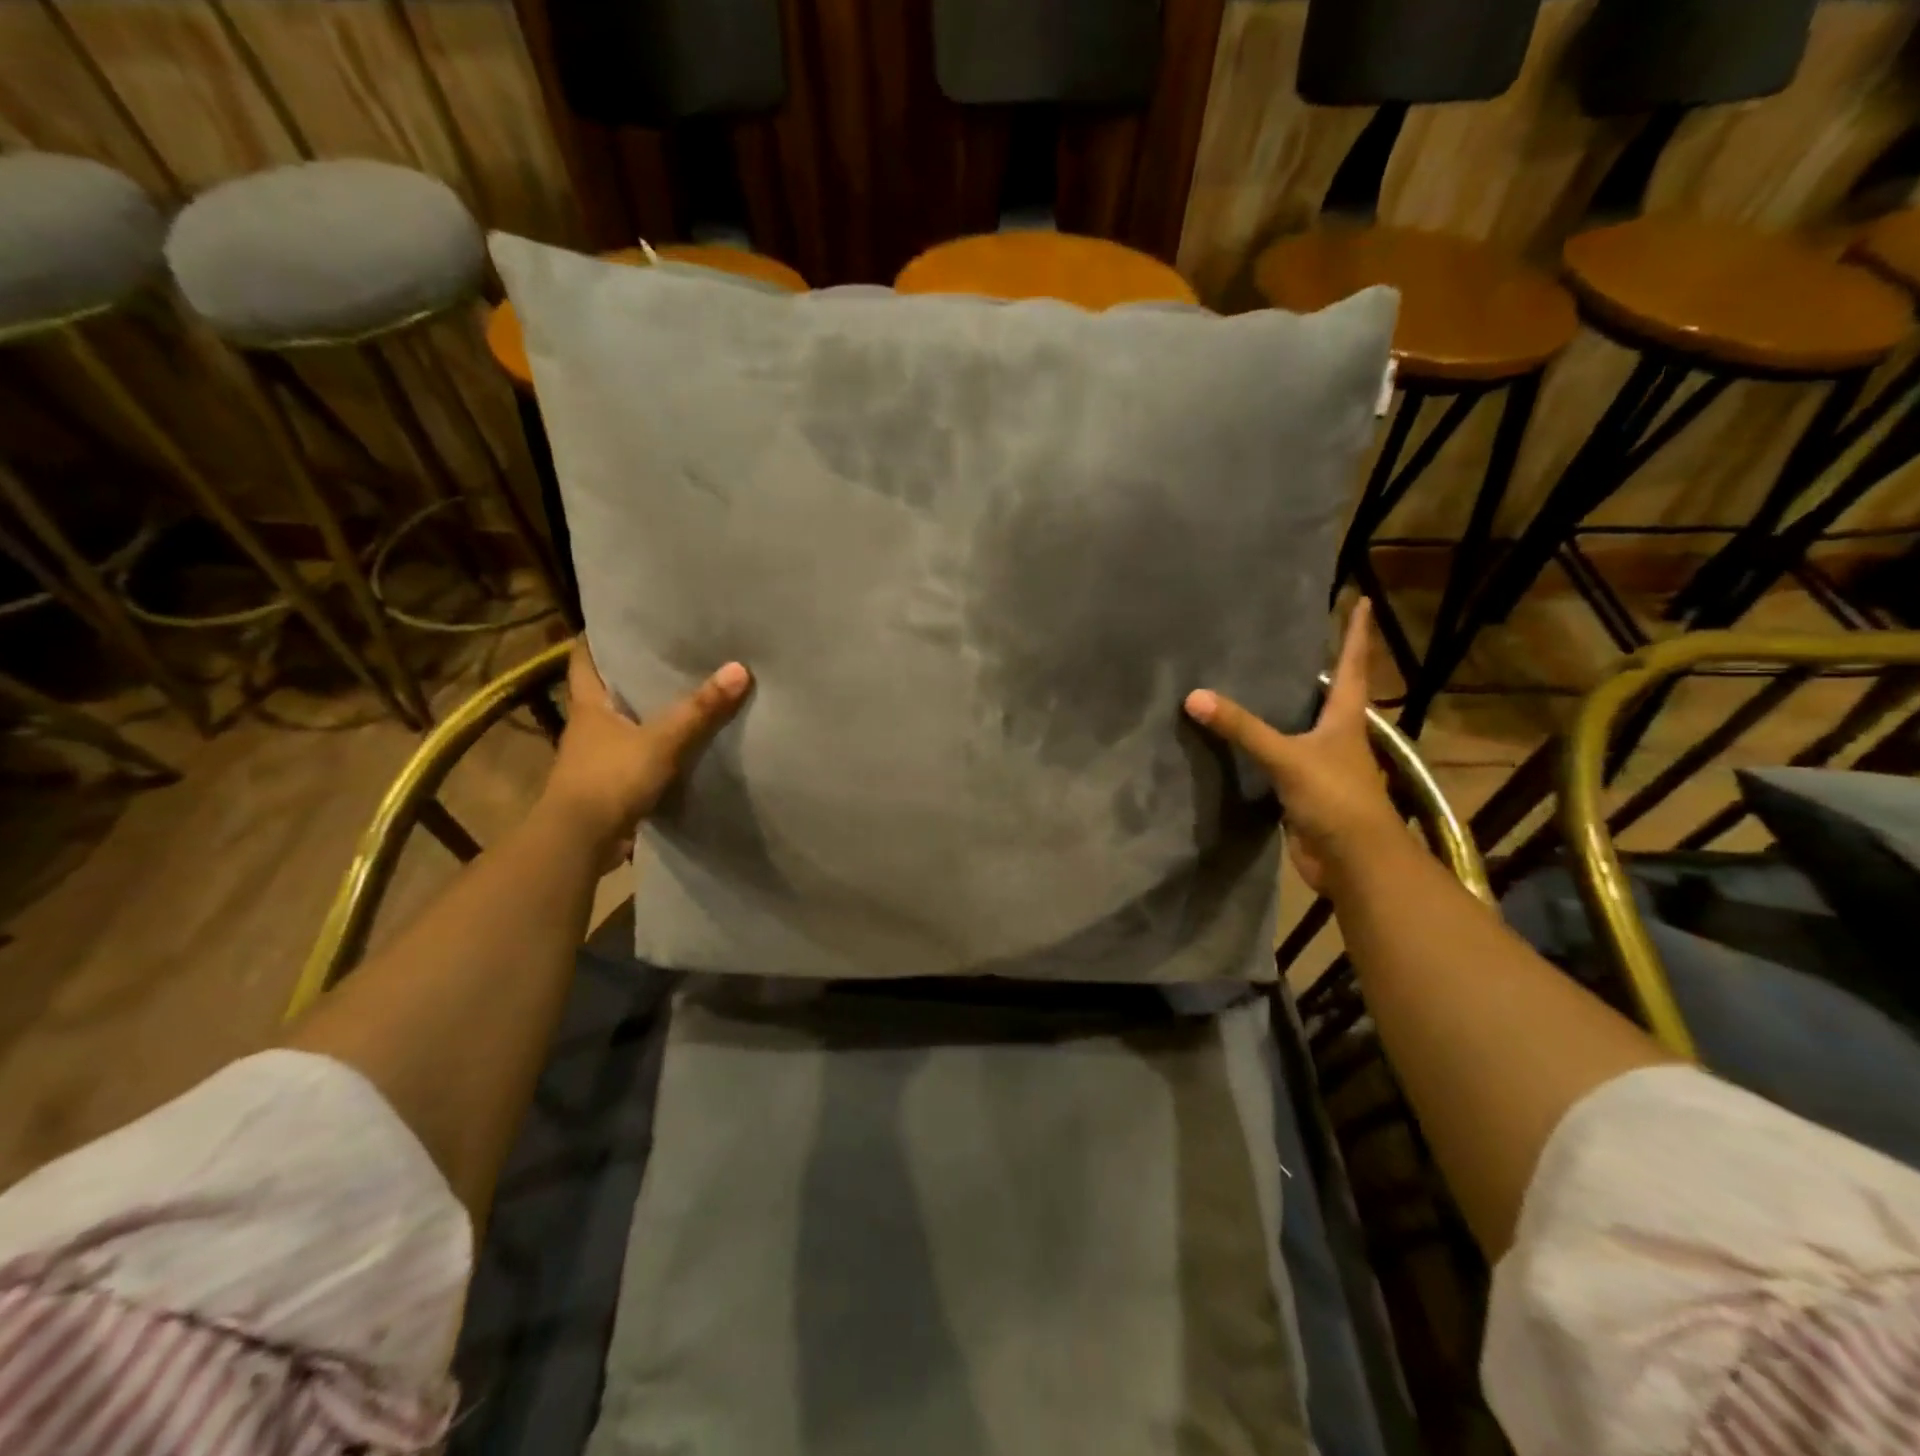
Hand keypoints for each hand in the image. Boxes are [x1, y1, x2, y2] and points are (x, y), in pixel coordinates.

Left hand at [542, 639, 750, 857]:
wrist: (580, 840)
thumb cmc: (610, 778)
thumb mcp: (662, 741)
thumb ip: (700, 709)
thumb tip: (740, 669)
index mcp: (589, 704)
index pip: (584, 658)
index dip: (598, 637)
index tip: (623, 620)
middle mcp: (589, 725)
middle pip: (607, 688)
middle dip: (633, 671)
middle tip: (669, 650)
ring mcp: (598, 756)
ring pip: (624, 722)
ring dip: (646, 710)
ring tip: (684, 690)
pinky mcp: (611, 783)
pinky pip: (636, 753)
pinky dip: (655, 745)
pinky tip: (682, 741)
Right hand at [1184, 600, 1401, 893]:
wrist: (1353, 860)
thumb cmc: (1335, 798)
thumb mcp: (1287, 757)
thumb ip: (1242, 729)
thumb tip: (1194, 697)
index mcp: (1346, 719)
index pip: (1353, 666)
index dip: (1357, 634)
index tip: (1364, 600)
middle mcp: (1338, 737)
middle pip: (1331, 695)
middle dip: (1319, 669)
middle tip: (1292, 641)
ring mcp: (1322, 766)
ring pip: (1302, 729)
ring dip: (1286, 710)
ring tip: (1257, 684)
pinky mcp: (1303, 792)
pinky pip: (1279, 761)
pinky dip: (1264, 748)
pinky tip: (1241, 742)